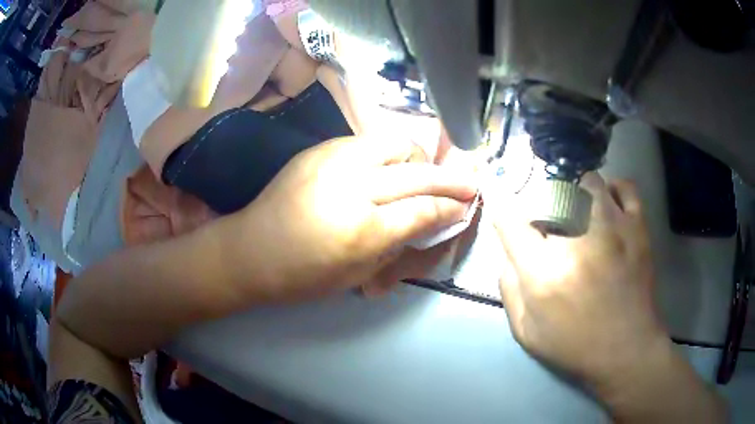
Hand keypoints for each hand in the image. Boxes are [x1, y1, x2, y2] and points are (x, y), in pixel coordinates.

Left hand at [243, 136, 477, 301]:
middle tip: (468, 182)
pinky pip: (368, 142)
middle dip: (449, 178)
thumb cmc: (302, 275)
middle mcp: (351, 186)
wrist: (250, 250)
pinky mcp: (319, 149)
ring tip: (422, 174)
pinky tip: (386, 170)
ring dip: (417, 159)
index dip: (450, 208)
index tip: (468, 206)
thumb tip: (429, 221)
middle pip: (417, 172)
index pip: (422, 210)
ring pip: (395, 143)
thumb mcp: (357, 274)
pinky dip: (387, 155)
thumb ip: (398, 243)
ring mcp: (333, 159)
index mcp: (361, 230)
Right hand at [494, 173, 666, 386]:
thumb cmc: (575, 344)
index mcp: (545, 271)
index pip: (510, 220)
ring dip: (575, 191)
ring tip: (577, 210)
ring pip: (585, 180)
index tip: (505, 210)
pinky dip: (612, 189)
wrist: (626, 350)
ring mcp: (613, 227)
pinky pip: (624, 188)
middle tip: (548, 223)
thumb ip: (509, 288)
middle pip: (549, 191)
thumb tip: (509, 251)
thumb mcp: (526, 331)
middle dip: (541, 203)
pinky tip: (607, 205)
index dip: (503, 209)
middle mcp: (578, 240)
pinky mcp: (637, 227)